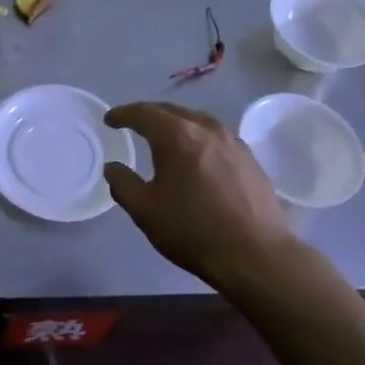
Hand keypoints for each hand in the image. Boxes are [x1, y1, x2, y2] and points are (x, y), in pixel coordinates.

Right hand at [103, 102, 296, 284]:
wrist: (255, 254)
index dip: (123, 114)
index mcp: (177, 136)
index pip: (144, 113)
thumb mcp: (145, 210)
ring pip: (198, 121)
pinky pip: (216, 137)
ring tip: (164, 137)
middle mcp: (207, 129)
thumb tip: (113, 167)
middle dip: (149, 115)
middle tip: (133, 124)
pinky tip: (197, 155)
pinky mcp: (250, 159)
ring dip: (176, 124)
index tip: (109, 120)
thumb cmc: (192, 230)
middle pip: (172, 111)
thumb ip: (123, 184)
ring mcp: (233, 142)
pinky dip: (198, 138)